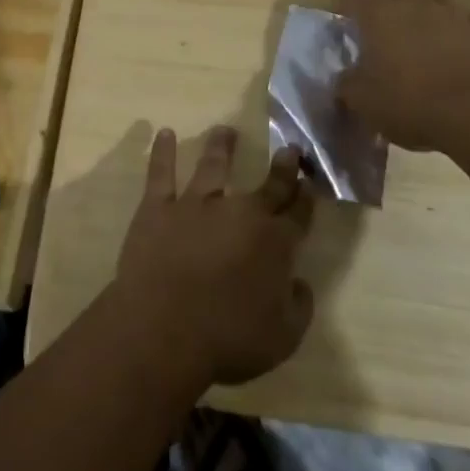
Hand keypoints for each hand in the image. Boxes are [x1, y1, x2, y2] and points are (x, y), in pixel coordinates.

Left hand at [115, 125, 315, 386]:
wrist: (165, 329)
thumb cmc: (228, 339)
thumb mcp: (283, 338)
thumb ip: (298, 307)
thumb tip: (299, 283)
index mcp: (274, 243)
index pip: (297, 214)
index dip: (305, 197)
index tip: (310, 181)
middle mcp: (240, 213)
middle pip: (267, 185)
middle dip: (282, 166)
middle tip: (289, 148)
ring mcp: (197, 204)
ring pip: (213, 166)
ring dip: (221, 146)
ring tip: (225, 131)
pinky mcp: (159, 206)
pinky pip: (161, 173)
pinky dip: (163, 152)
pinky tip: (165, 134)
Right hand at [337, 0, 469, 153]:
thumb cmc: (410, 103)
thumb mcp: (362, 101)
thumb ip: (348, 83)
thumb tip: (346, 78)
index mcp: (380, 15)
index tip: (346, 5)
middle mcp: (416, 4)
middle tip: (388, 17)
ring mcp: (455, 14)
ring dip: (430, 1)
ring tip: (426, 24)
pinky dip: (462, 24)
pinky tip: (460, 42)